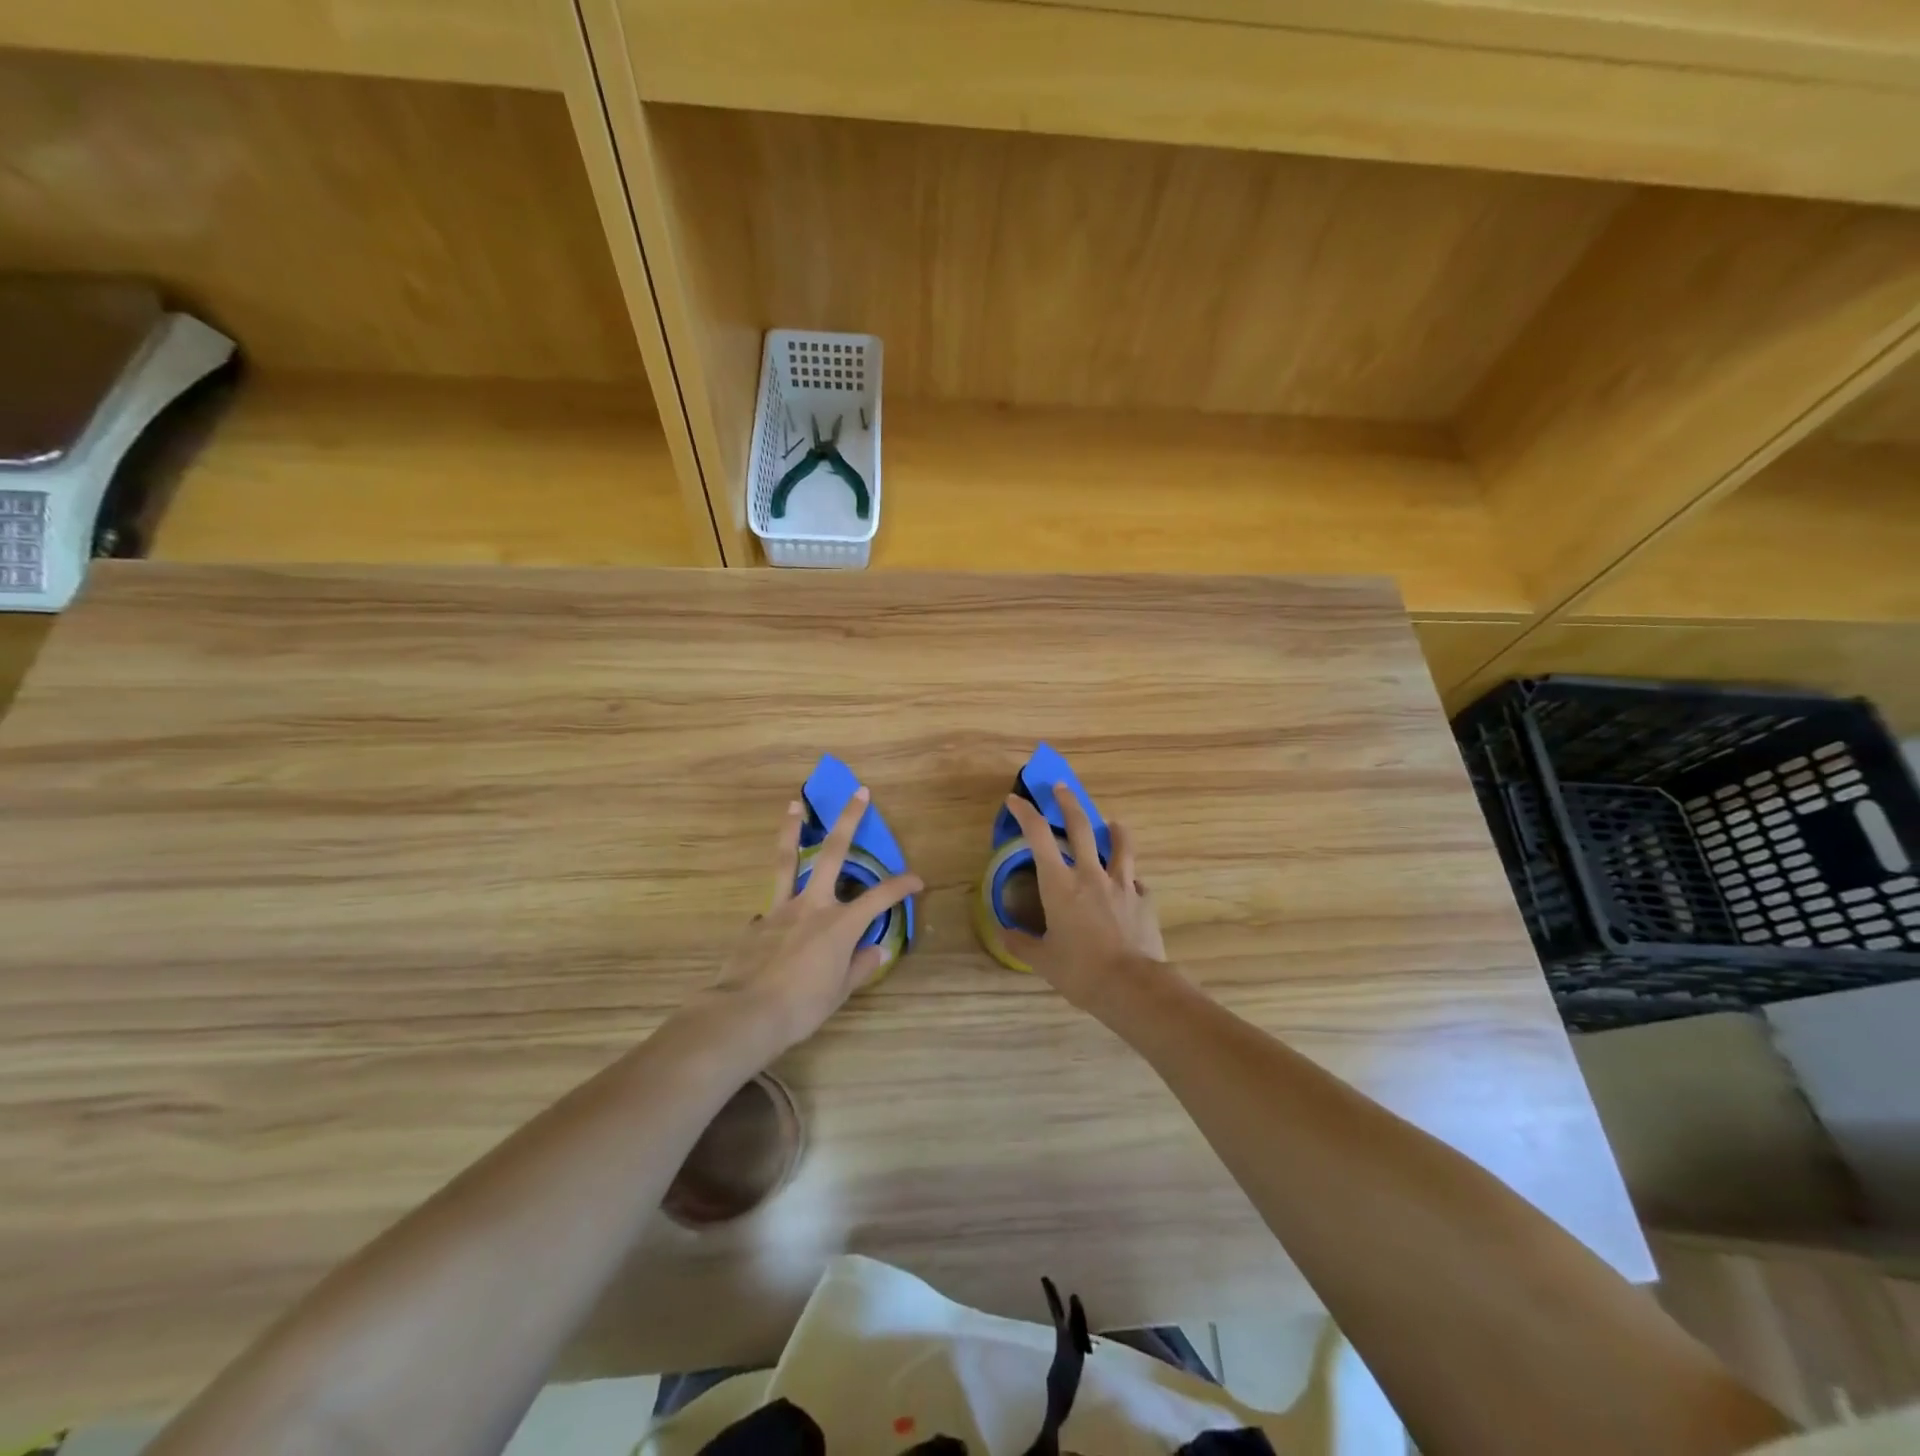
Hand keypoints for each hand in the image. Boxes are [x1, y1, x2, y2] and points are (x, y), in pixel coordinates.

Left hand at [705, 787, 922, 1054]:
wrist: (745, 1013)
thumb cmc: (801, 1007)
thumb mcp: (840, 992)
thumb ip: (860, 967)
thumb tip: (876, 952)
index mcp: (840, 924)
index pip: (880, 897)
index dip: (902, 885)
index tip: (917, 880)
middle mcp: (813, 906)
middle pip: (834, 853)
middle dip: (849, 820)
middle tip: (858, 793)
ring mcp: (781, 909)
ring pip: (788, 860)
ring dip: (793, 829)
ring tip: (794, 805)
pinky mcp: (757, 922)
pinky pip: (772, 906)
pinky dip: (779, 904)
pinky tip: (776, 918)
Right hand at [1001, 789, 1168, 1013]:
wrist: (1132, 986)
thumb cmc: (1080, 972)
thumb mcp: (1043, 961)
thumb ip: (1021, 944)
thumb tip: (1003, 932)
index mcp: (1060, 885)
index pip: (1038, 837)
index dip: (1026, 814)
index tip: (1016, 800)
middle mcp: (1090, 875)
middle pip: (1080, 827)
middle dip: (1068, 803)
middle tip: (1061, 787)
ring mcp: (1121, 885)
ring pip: (1120, 845)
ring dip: (1115, 830)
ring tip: (1114, 823)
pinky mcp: (1144, 900)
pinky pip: (1137, 882)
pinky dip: (1131, 879)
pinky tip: (1131, 885)